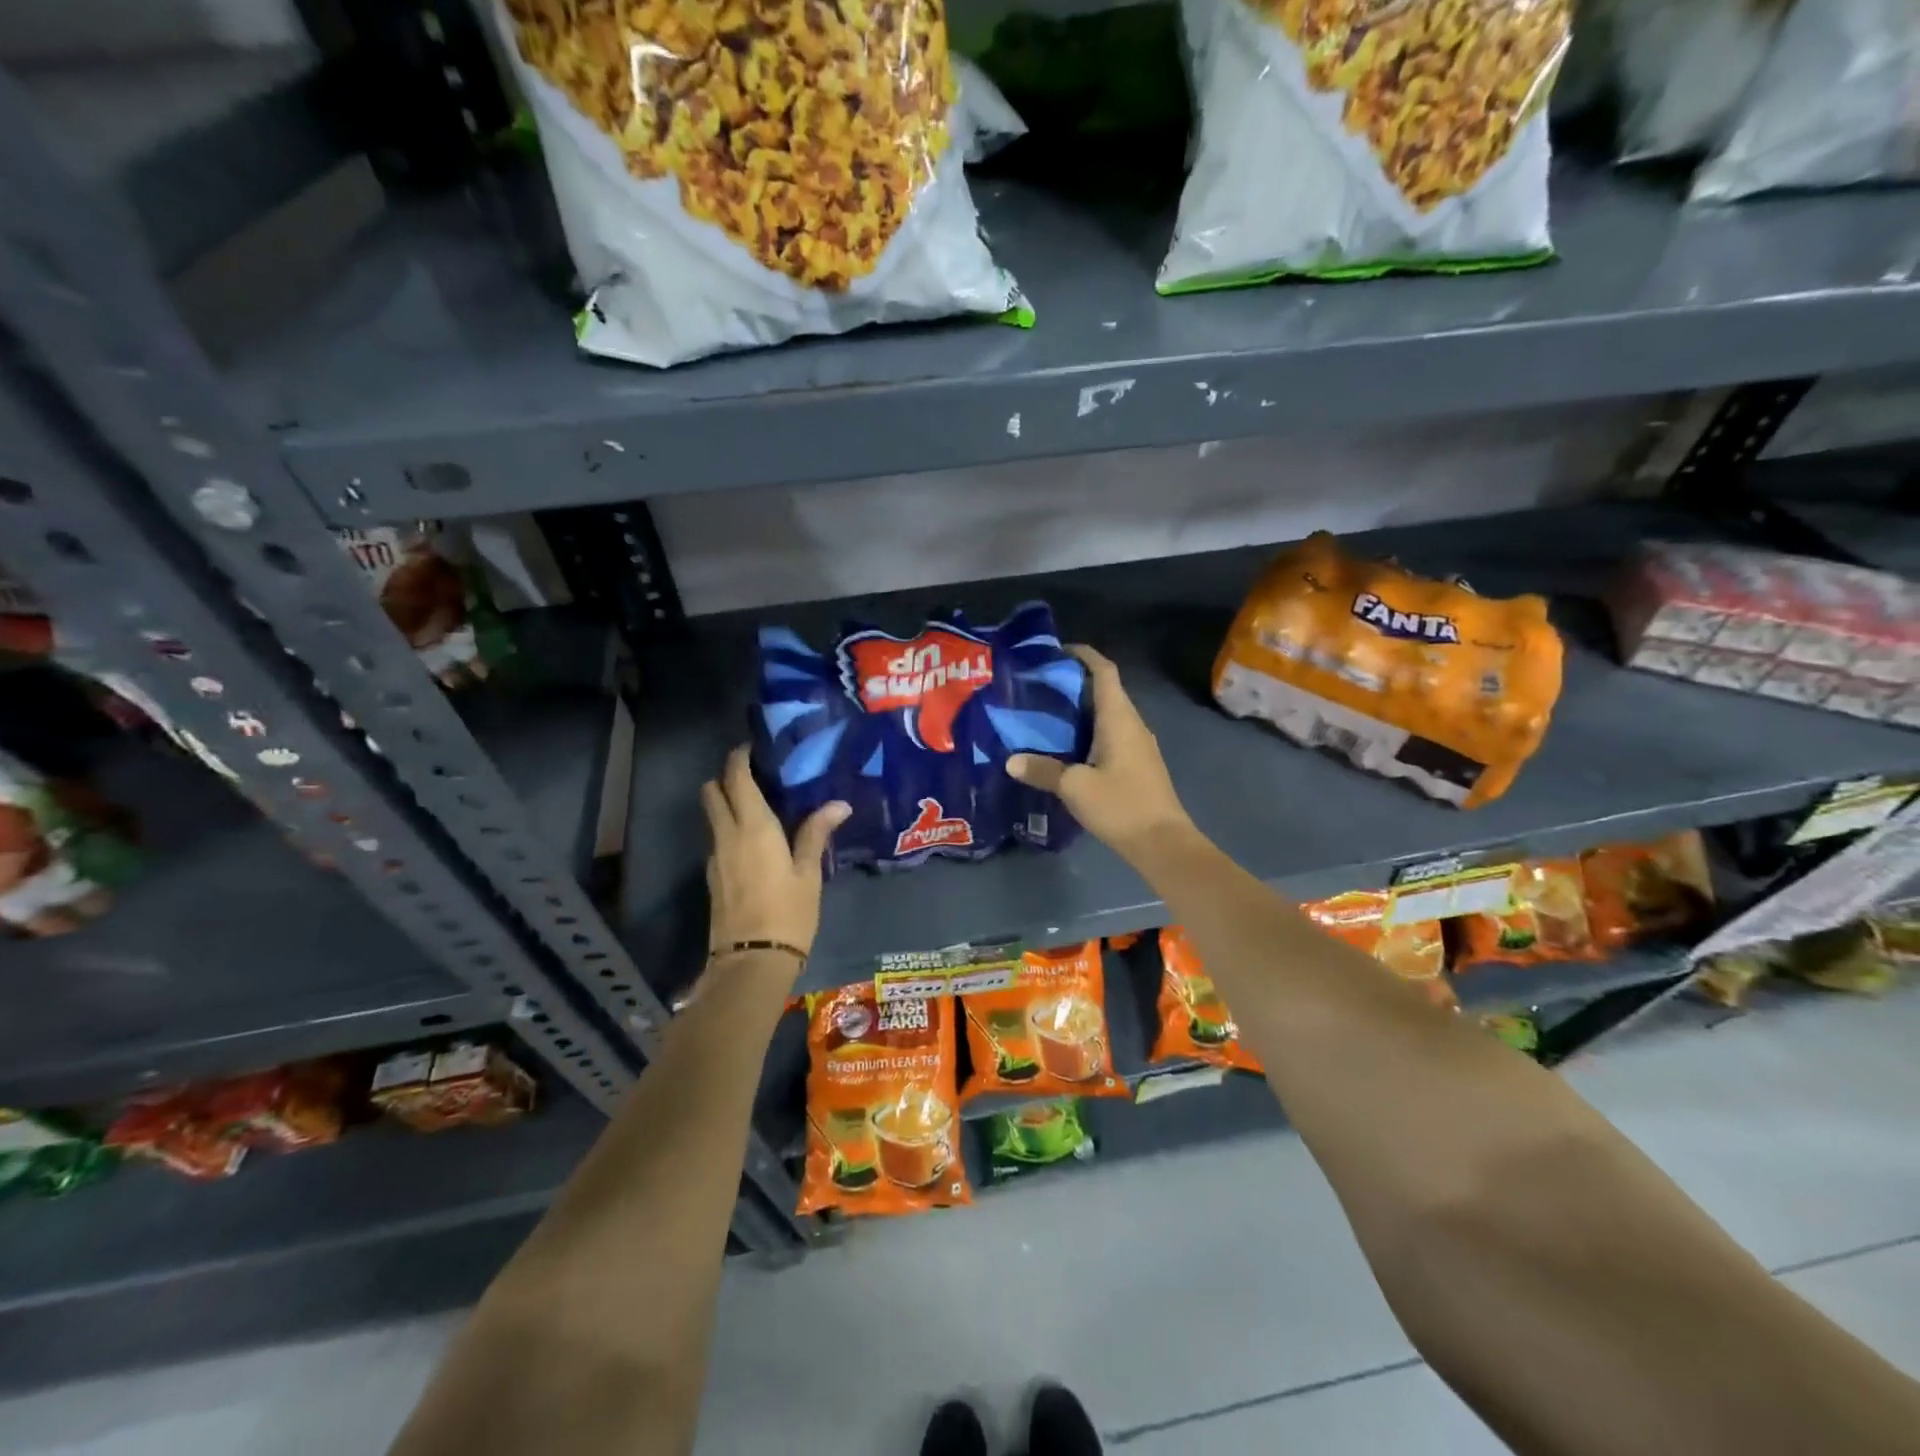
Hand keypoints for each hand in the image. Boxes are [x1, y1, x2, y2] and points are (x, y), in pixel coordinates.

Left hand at [702, 745, 849, 964]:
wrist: (751, 962)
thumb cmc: (788, 913)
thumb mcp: (808, 873)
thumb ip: (816, 834)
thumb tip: (839, 804)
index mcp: (753, 827)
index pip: (735, 778)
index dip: (739, 758)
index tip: (753, 748)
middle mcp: (727, 835)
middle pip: (712, 792)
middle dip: (726, 777)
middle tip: (755, 776)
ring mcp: (715, 857)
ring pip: (713, 816)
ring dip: (726, 803)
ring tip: (759, 808)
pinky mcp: (712, 877)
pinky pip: (718, 840)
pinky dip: (729, 830)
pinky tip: (753, 843)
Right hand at [1006, 645, 1192, 865]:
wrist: (1163, 844)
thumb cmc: (1121, 806)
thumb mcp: (1075, 788)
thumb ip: (1042, 771)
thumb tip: (1010, 761)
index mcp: (1119, 719)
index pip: (1104, 672)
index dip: (1084, 655)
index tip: (1058, 651)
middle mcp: (1133, 724)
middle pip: (1106, 690)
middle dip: (1076, 682)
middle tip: (1041, 686)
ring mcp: (1139, 745)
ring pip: (1109, 715)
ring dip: (1082, 709)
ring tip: (1048, 714)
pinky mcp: (1138, 765)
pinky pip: (1112, 735)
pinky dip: (1090, 731)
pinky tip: (1068, 748)